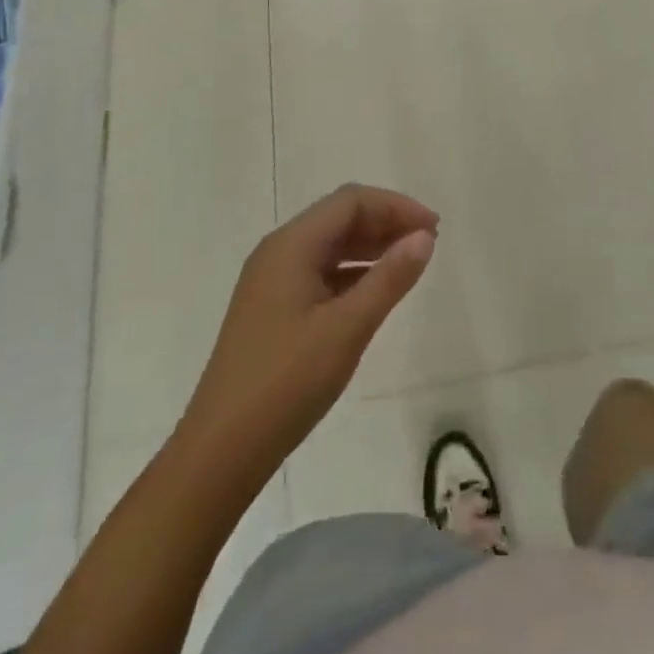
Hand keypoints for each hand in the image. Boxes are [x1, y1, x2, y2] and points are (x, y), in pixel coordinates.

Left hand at [184, 185, 437, 483]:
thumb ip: (389, 278)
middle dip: (385, 223)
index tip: (433, 229)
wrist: (220, 452)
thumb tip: (424, 237)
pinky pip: (319, 272)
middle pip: (339, 217)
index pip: (351, 201)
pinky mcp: (272, 309)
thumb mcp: (347, 328)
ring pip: (330, 245)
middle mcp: (278, 252)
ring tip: (409, 264)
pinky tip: (374, 292)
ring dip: (370, 247)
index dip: (395, 206)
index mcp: (291, 245)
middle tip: (427, 245)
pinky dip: (352, 272)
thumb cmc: (286, 383)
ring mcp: (272, 281)